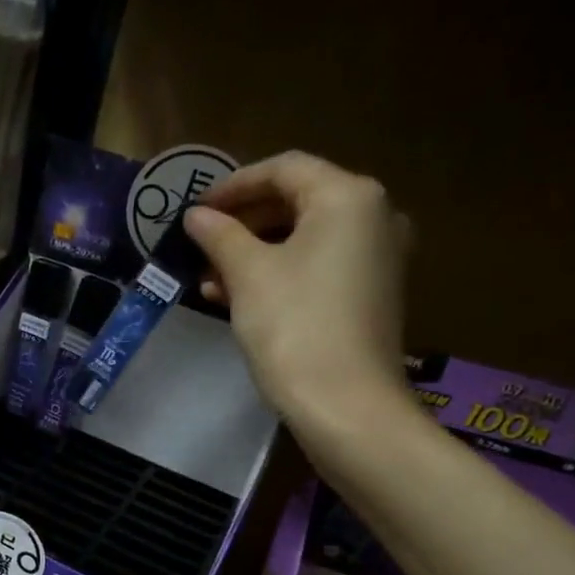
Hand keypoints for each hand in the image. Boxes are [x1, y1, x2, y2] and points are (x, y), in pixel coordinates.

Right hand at [184, 151, 412, 447]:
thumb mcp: (248, 274)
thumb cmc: (294, 326)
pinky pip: (319, 267)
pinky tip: (237, 298)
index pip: (284, 169)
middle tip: (201, 244)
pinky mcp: (371, 294)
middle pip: (297, 202)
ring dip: (254, 252)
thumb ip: (219, 235)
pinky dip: (279, 273)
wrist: (346, 404)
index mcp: (348, 197)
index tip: (196, 209)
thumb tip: (196, 216)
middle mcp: (374, 217)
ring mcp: (378, 258)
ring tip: (210, 279)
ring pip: (305, 239)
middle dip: (242, 223)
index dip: (234, 185)